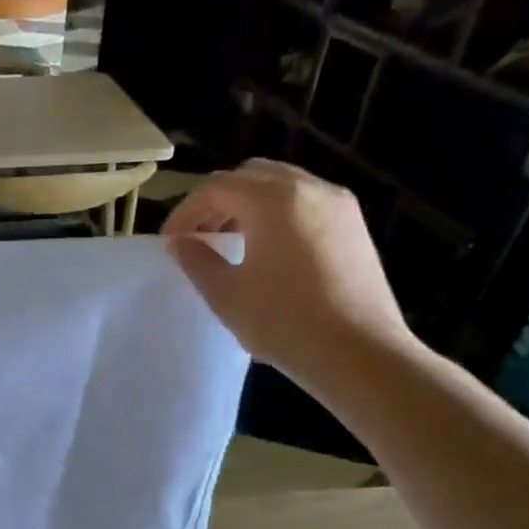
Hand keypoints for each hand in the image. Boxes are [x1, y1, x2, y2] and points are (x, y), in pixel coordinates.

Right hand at [162, 159, 416, 391]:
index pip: (216, 187)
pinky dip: (277, 214)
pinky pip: (305, 202)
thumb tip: (180, 242)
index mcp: (272, 200)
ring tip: (229, 243)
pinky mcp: (353, 224)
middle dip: (217, 201)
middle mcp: (308, 188)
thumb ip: (197, 261)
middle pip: (250, 175)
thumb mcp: (226, 294)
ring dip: (248, 205)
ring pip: (281, 186)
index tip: (170, 242)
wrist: (359, 352)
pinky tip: (267, 251)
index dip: (185, 212)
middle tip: (198, 236)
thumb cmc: (284, 322)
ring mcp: (337, 203)